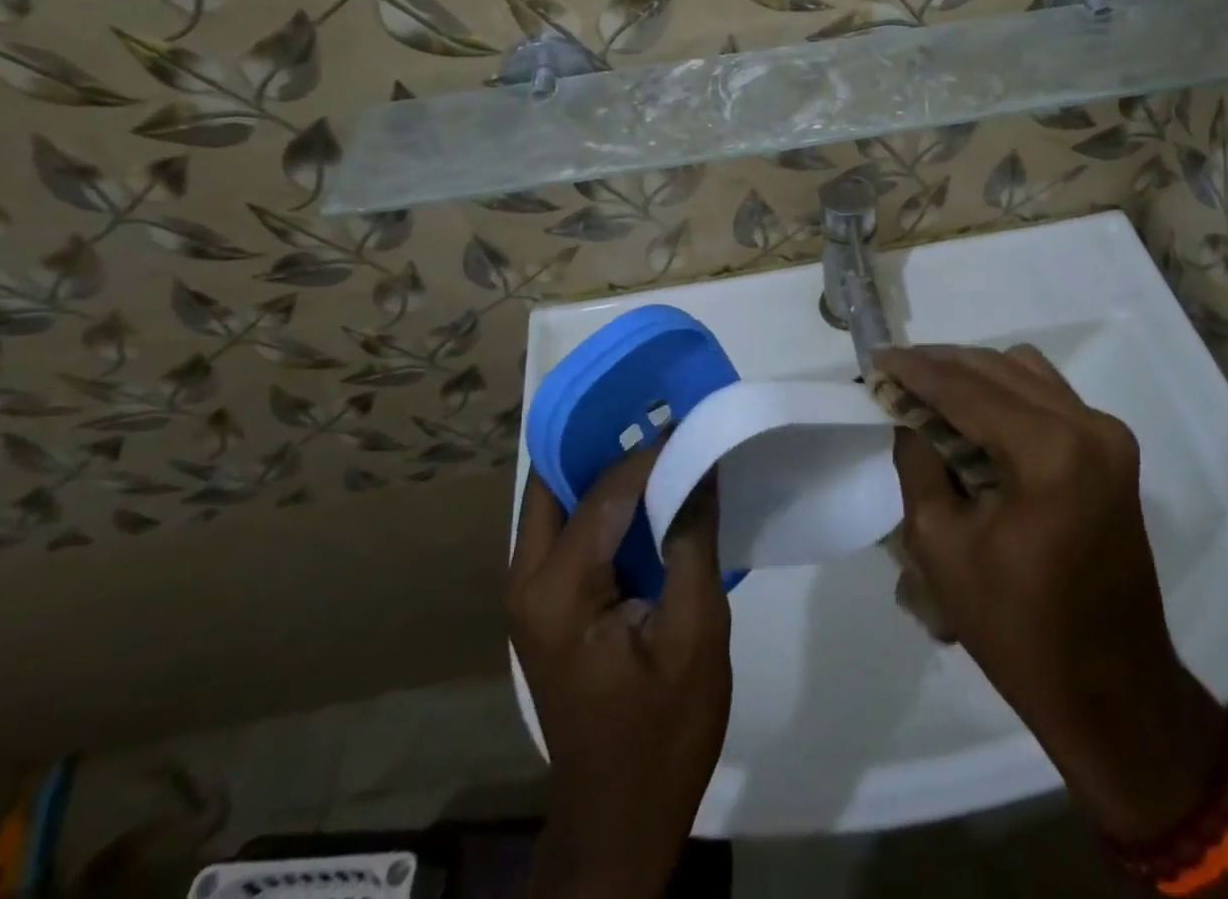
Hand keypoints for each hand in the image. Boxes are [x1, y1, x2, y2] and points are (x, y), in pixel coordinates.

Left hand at [509, 454, 730, 898]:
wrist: (621, 816)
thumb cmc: (662, 729)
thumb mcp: (695, 632)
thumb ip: (693, 539)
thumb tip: (700, 461)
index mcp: (557, 588)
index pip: (605, 489)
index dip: (653, 453)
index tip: (696, 425)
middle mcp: (527, 580)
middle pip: (554, 481)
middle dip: (602, 440)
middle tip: (660, 412)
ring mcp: (530, 593)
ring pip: (557, 500)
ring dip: (600, 467)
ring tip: (658, 438)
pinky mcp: (547, 604)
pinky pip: (569, 529)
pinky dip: (602, 500)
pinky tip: (648, 491)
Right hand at [877, 345, 1227, 845]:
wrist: (1111, 689)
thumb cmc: (1017, 628)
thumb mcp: (939, 544)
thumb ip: (918, 461)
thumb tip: (907, 414)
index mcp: (1050, 450)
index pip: (966, 388)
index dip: (915, 369)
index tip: (875, 357)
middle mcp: (1088, 425)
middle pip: (997, 368)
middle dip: (941, 366)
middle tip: (894, 376)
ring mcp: (1108, 434)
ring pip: (1024, 371)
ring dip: (974, 375)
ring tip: (929, 394)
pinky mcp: (1112, 449)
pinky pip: (1048, 395)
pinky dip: (1005, 392)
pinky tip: (972, 415)